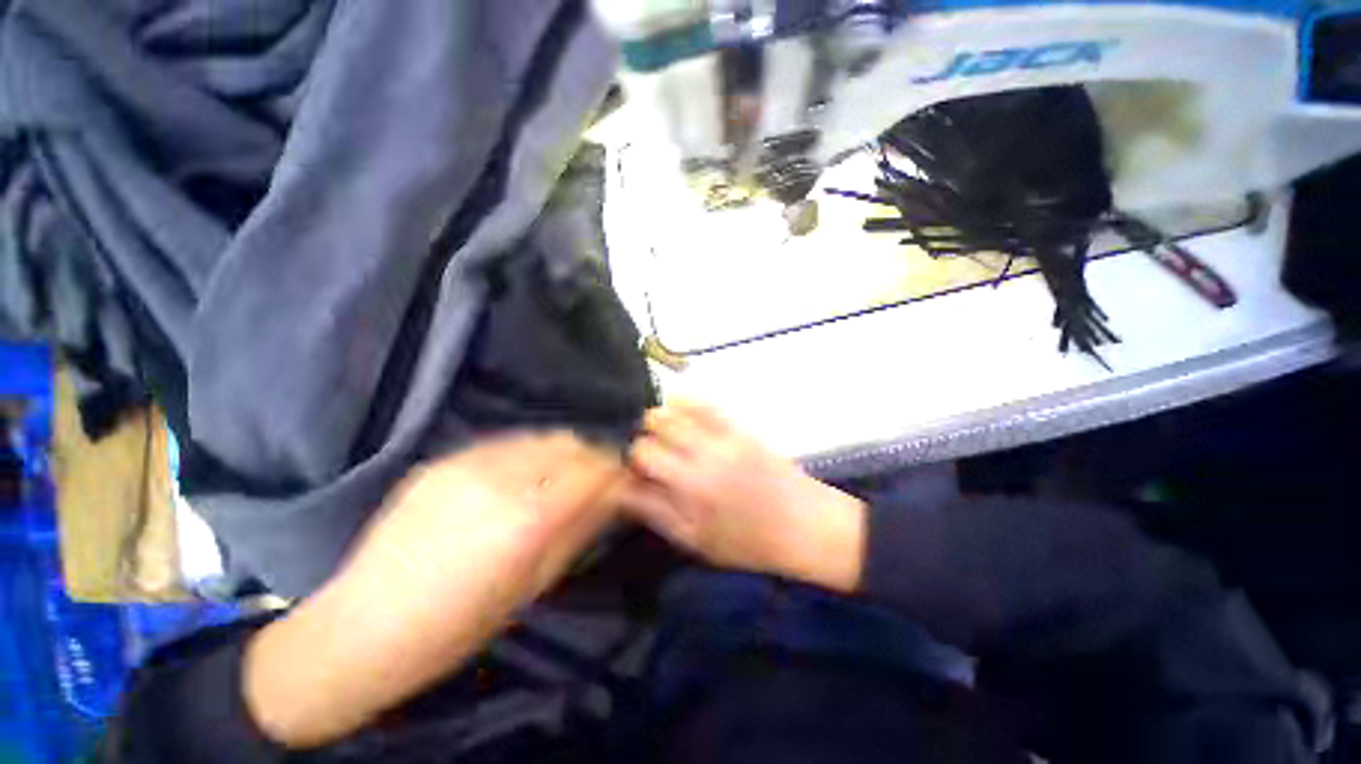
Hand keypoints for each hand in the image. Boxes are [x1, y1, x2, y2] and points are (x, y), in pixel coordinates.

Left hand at [245, 433, 624, 747]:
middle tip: (595, 477)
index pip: (594, 469)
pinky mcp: (444, 459)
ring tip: (561, 475)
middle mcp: (502, 477)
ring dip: (562, 451)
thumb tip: (615, 495)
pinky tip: (521, 476)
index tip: (624, 478)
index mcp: (528, 517)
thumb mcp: (535, 584)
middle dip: (592, 456)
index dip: (616, 469)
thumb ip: (581, 529)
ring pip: (540, 436)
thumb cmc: (459, 625)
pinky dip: (528, 453)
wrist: (362, 627)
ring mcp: (468, 462)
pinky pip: (505, 443)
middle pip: (570, 443)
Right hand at [626, 403, 866, 592]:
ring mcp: (724, 436)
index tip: (632, 467)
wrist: (806, 526)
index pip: (642, 454)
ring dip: (660, 416)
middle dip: (642, 434)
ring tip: (661, 431)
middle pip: (655, 425)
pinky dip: (686, 401)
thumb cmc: (749, 543)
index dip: (629, 458)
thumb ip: (655, 512)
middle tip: (646, 450)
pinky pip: (706, 402)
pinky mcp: (740, 427)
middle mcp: (704, 455)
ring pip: (677, 409)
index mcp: (691, 488)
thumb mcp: (695, 541)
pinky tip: (679, 408)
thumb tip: (622, 488)